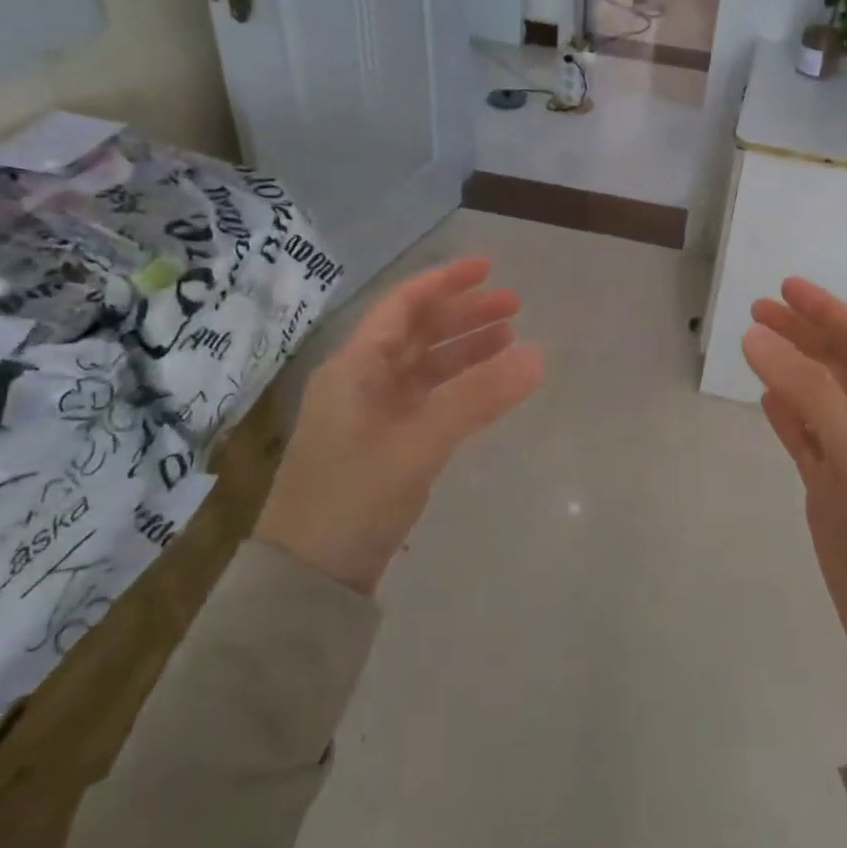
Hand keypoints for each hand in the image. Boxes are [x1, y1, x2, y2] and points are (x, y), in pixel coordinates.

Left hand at [256, 257, 543, 594]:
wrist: (308, 578)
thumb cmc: (354, 497)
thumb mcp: (419, 442)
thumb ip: (478, 398)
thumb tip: (538, 355)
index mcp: (355, 367)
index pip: (403, 305)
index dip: (445, 282)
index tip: (488, 269)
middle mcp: (360, 382)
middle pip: (416, 333)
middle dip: (464, 315)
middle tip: (515, 308)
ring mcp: (370, 415)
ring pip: (423, 367)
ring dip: (463, 351)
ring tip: (509, 342)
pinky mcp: (382, 446)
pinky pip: (426, 400)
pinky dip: (457, 388)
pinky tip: (484, 389)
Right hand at [744, 278, 846, 747]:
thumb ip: (807, 391)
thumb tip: (755, 335)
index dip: (824, 310)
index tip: (783, 286)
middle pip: (837, 365)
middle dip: (802, 334)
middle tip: (756, 310)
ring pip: (819, 399)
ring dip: (791, 370)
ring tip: (755, 344)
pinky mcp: (834, 493)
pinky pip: (807, 440)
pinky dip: (787, 416)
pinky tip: (767, 401)